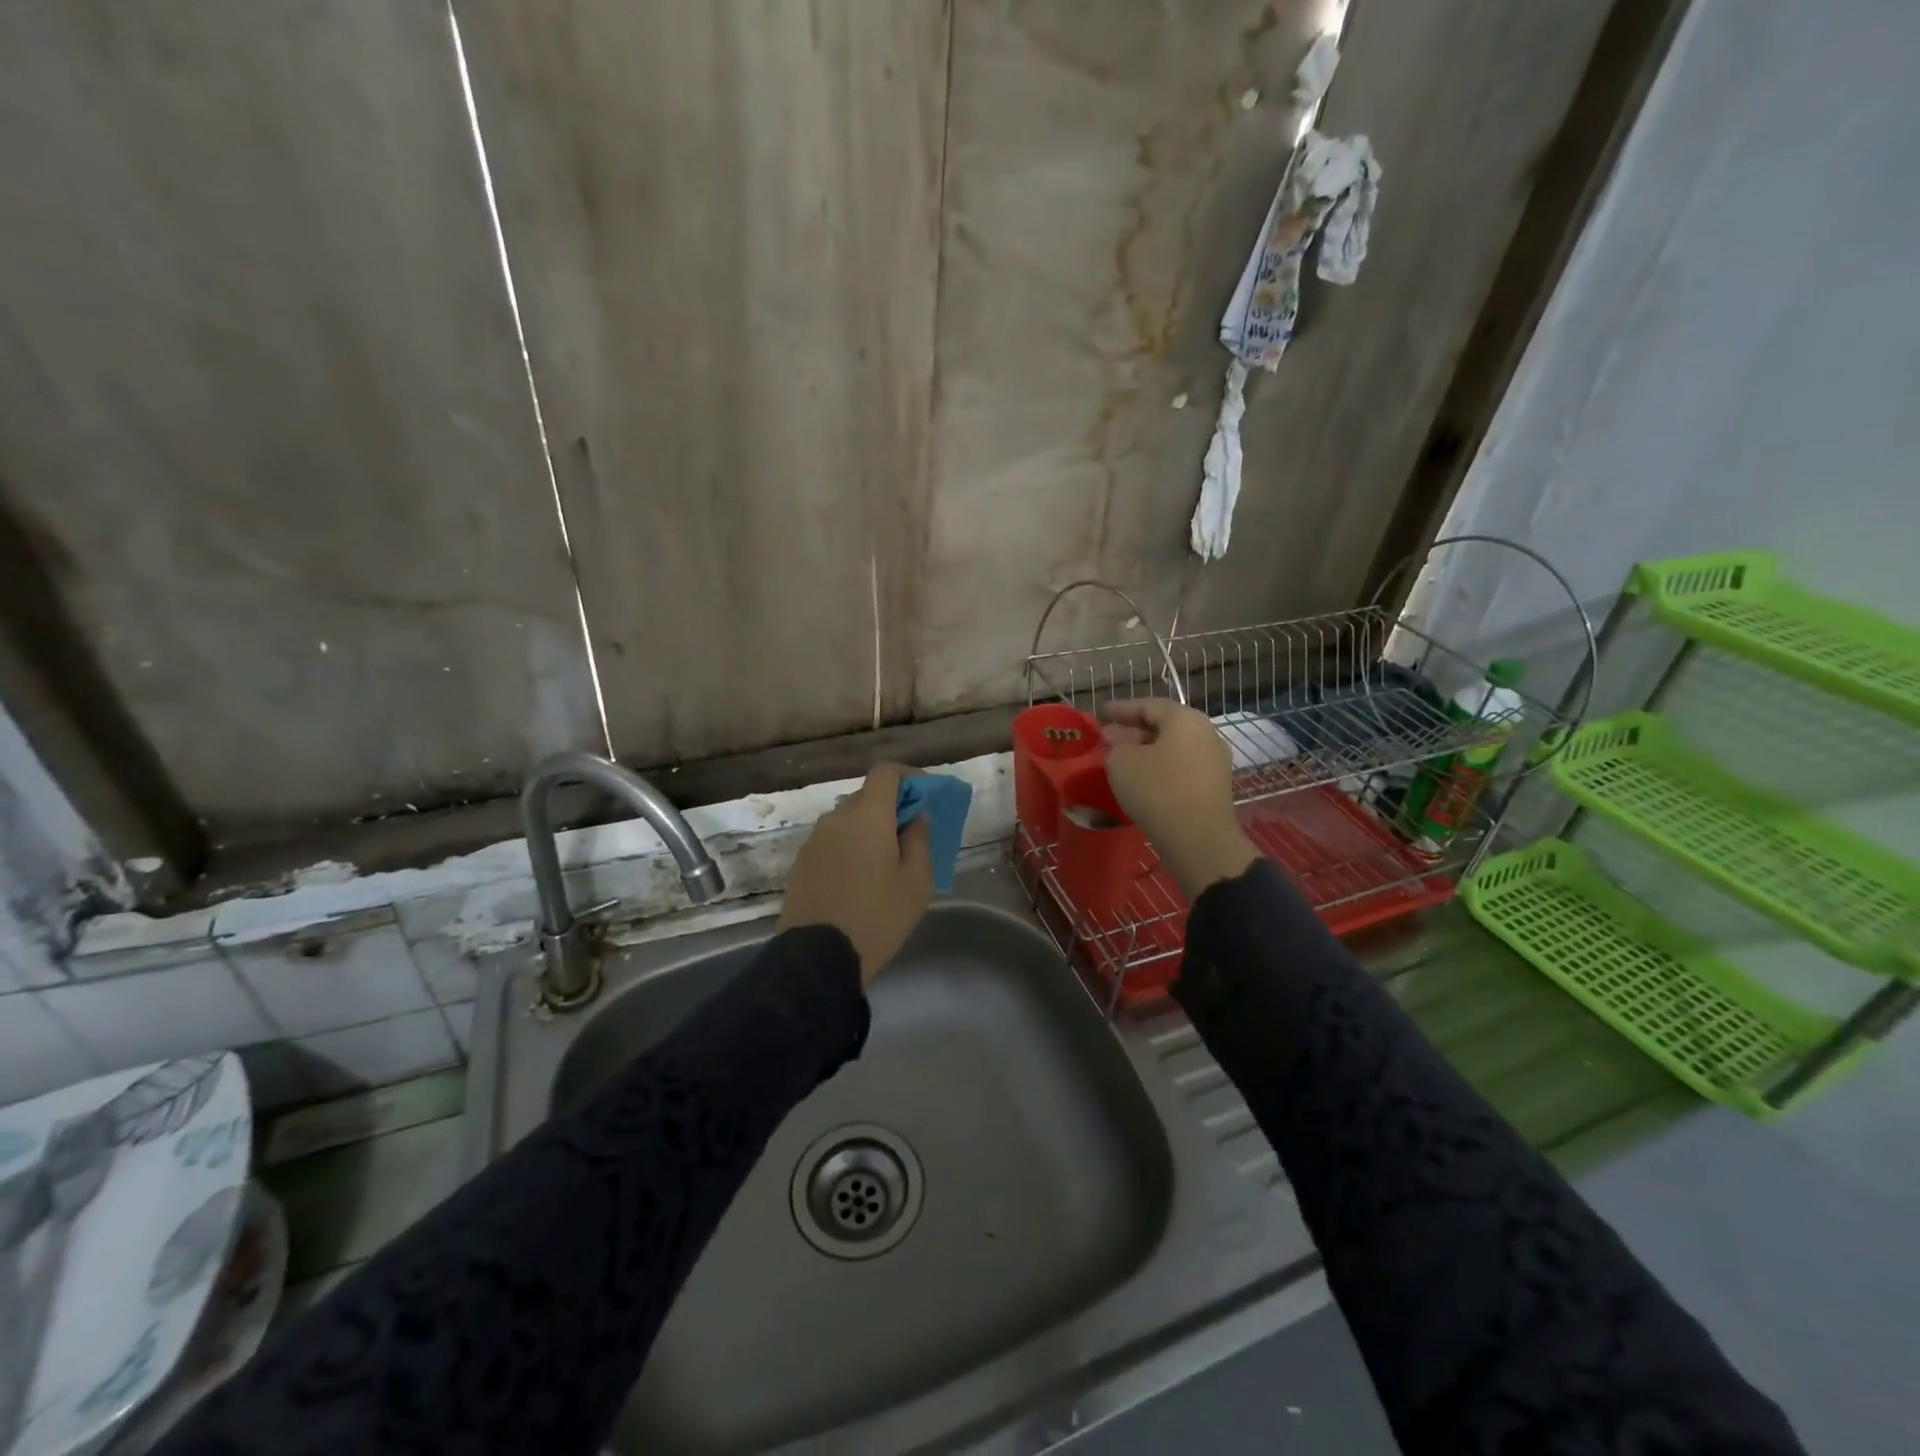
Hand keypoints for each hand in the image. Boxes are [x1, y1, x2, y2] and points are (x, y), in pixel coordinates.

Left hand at [778, 762, 932, 985]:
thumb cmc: (877, 916)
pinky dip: (848, 847)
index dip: (908, 776)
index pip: (885, 772)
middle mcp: (836, 818)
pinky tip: (858, 879)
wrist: (818, 957)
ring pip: (847, 820)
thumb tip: (916, 817)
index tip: (924, 794)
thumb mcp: (916, 882)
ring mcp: (814, 840)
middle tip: (909, 834)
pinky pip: (831, 842)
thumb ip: (919, 840)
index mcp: (867, 816)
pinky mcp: (801, 863)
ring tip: (883, 862)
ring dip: (867, 829)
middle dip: (890, 806)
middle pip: (866, 796)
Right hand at [1099, 699, 1258, 900]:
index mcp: (1184, 719)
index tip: (1100, 713)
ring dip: (1144, 750)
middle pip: (1163, 725)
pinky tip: (1140, 778)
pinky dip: (1158, 766)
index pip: (1147, 705)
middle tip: (1106, 738)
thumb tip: (1121, 743)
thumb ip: (1116, 745)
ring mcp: (1213, 761)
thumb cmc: (1157, 790)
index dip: (1120, 708)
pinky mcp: (1212, 786)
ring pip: (1172, 747)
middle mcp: (1205, 733)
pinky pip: (1180, 766)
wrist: (1199, 839)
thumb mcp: (1122, 762)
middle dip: (1132, 730)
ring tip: (1119, 759)